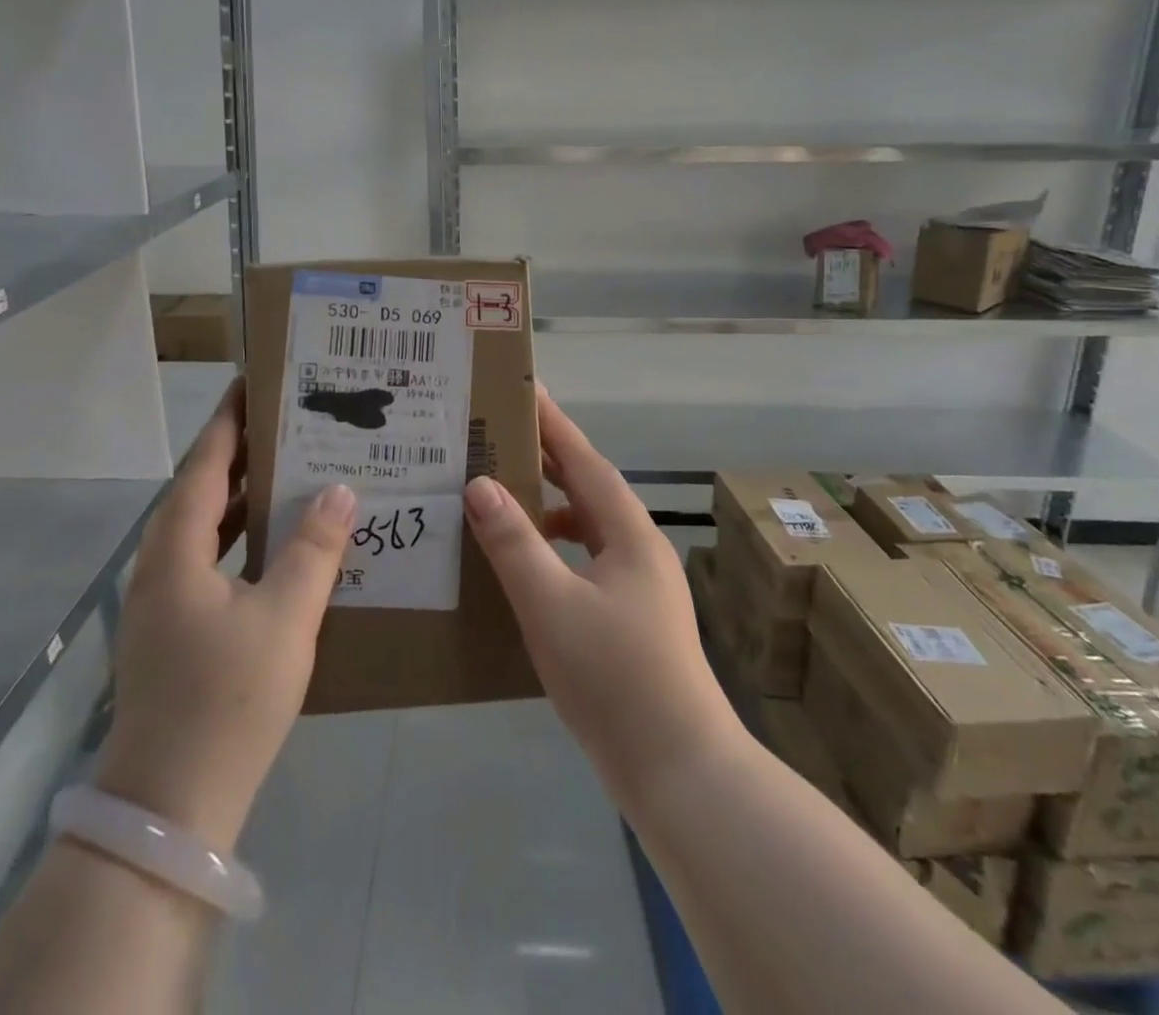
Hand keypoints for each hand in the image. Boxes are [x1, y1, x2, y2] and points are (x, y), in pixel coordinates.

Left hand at [96, 379, 354, 850]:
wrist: (172, 806)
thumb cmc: (227, 699)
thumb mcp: (284, 617)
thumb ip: (314, 548)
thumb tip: (339, 489)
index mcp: (176, 549)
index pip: (204, 463)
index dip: (229, 420)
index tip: (255, 382)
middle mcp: (162, 565)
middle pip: (202, 490)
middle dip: (242, 452)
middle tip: (291, 422)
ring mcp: (166, 601)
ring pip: (207, 528)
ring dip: (245, 497)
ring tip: (294, 470)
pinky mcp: (178, 631)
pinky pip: (213, 560)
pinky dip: (245, 539)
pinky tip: (283, 545)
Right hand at [463, 385, 738, 804]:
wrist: (679, 769)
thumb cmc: (615, 678)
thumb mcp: (552, 605)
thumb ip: (514, 543)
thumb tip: (480, 484)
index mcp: (629, 532)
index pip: (584, 459)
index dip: (553, 423)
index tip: (523, 389)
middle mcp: (639, 548)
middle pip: (589, 487)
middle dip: (548, 458)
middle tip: (500, 435)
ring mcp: (638, 584)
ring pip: (588, 525)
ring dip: (549, 505)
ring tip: (503, 496)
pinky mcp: (630, 617)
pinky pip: (586, 560)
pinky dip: (555, 548)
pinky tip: (526, 567)